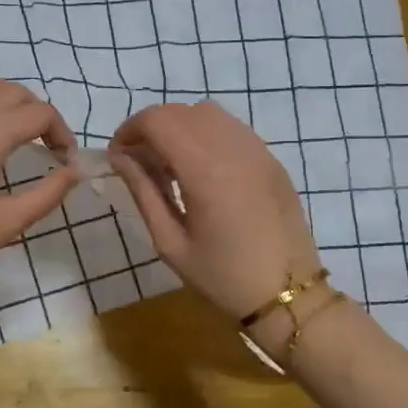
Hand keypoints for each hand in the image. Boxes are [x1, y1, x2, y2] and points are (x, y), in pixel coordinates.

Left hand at [0, 75, 80, 297]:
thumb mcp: (8, 222)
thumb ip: (48, 193)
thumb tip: (74, 172)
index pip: (39, 113)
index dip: (61, 133)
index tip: (65, 162)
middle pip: (13, 91)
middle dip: (37, 113)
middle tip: (46, 146)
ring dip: (5, 98)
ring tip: (13, 129)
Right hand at [109, 101, 321, 319]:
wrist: (288, 296)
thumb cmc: (222, 277)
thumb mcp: (170, 243)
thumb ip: (143, 192)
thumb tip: (120, 158)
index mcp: (205, 170)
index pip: (158, 120)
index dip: (130, 130)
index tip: (118, 156)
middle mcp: (233, 148)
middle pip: (181, 111)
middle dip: (152, 128)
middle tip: (140, 163)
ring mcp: (258, 150)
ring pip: (208, 113)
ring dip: (180, 127)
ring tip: (170, 165)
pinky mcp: (271, 159)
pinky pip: (232, 128)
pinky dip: (206, 135)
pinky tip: (202, 170)